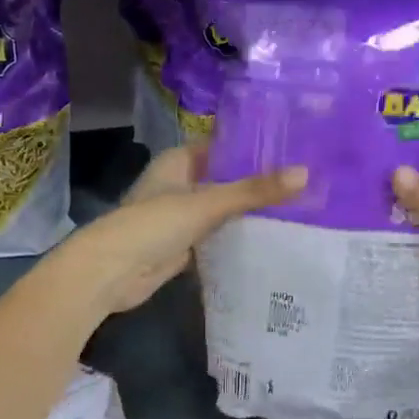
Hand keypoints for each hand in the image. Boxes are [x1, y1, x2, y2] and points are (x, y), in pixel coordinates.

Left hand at [53, 145, 306, 320]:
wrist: (112, 272)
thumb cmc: (154, 224)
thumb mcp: (208, 203)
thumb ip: (254, 191)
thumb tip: (305, 174)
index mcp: (179, 161)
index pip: (224, 146)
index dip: (255, 147)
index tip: (294, 149)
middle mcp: (180, 183)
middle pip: (226, 178)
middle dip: (258, 182)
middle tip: (306, 181)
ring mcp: (180, 216)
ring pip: (223, 209)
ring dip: (250, 211)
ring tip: (299, 208)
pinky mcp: (183, 245)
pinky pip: (217, 235)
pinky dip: (238, 236)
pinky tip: (271, 239)